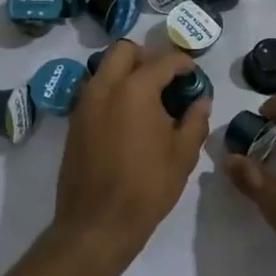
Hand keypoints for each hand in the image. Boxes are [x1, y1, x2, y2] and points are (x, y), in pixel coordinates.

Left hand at [54, 41, 208, 264]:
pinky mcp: (74, 121)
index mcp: (135, 89)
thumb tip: (200, 101)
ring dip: (127, 72)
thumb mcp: (182, 155)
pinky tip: (129, 117)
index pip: (163, 60)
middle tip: (166, 79)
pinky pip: (95, 90)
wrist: (96, 224)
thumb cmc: (146, 187)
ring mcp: (85, 103)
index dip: (183, 63)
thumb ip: (195, 120)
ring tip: (148, 98)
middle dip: (148, 57)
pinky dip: (113, 90)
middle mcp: (105, 87)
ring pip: (105, 68)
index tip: (194, 75)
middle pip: (124, 51)